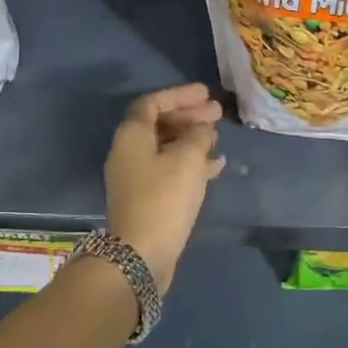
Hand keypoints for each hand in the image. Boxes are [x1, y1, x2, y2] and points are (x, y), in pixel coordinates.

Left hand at [104, 84, 225, 289]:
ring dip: (192, 139)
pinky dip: (191, 163)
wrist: (141, 254)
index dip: (179, 95)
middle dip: (188, 116)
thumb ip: (198, 136)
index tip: (205, 93)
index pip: (152, 103)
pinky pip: (170, 169)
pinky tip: (216, 166)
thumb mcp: (188, 160)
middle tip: (217, 113)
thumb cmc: (164, 198)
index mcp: (131, 136)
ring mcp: (136, 177)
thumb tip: (202, 128)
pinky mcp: (147, 198)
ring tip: (218, 136)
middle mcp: (129, 152)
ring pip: (166, 147)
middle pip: (159, 124)